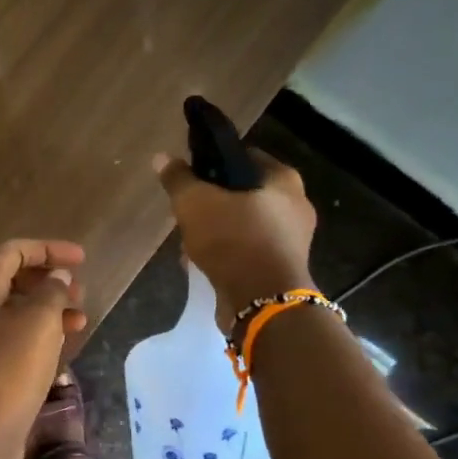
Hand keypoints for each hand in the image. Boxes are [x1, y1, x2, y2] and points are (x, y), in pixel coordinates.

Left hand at [0, 238, 87, 441]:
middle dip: (50, 281)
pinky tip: (64, 347)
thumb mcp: (39, 321)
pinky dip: (41, 337)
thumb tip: (58, 277)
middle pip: (13, 282)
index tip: (82, 260)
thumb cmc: (10, 367)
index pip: (12, 253)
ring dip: (50, 311)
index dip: (48, 249)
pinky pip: (17, 341)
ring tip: (81, 321)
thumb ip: (52, 291)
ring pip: (17, 314)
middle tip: (81, 293)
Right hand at [153, 150, 318, 330]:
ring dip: (216, 232)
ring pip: (243, 225)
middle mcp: (295, 206)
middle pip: (243, 193)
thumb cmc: (233, 239)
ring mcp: (290, 241)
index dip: (216, 161)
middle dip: (213, 203)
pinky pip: (247, 251)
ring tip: (188, 243)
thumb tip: (162, 157)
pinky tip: (202, 263)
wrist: (262, 302)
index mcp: (283, 180)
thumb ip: (179, 180)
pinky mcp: (281, 269)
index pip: (245, 156)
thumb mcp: (195, 203)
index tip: (192, 175)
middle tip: (187, 212)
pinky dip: (226, 255)